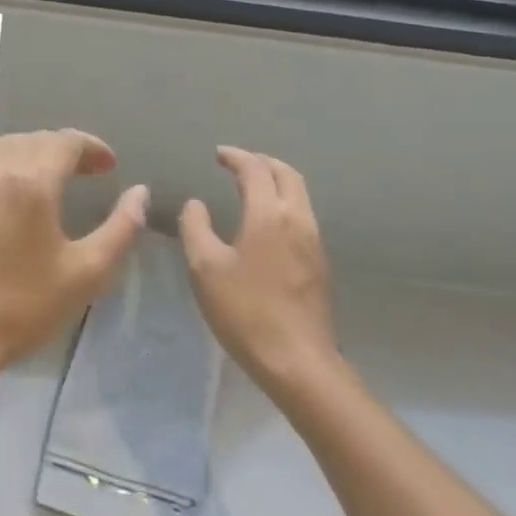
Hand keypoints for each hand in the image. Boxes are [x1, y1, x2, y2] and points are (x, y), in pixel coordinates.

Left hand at [0, 130, 148, 380]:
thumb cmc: (28, 305)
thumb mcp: (88, 272)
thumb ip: (121, 228)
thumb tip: (139, 192)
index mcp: (34, 183)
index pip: (66, 142)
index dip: (92, 147)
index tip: (110, 167)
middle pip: (36, 140)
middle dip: (65, 149)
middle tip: (87, 173)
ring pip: (1, 147)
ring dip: (29, 150)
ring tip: (47, 172)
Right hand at [180, 147, 336, 394]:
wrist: (297, 360)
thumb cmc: (245, 311)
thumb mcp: (205, 268)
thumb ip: (196, 228)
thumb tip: (196, 204)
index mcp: (269, 215)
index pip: (255, 170)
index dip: (236, 157)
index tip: (218, 154)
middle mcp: (297, 219)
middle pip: (287, 174)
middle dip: (262, 162)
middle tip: (237, 163)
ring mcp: (314, 242)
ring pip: (299, 195)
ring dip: (276, 181)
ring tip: (251, 186)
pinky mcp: (319, 263)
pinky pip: (302, 216)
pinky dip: (283, 203)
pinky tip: (266, 222)